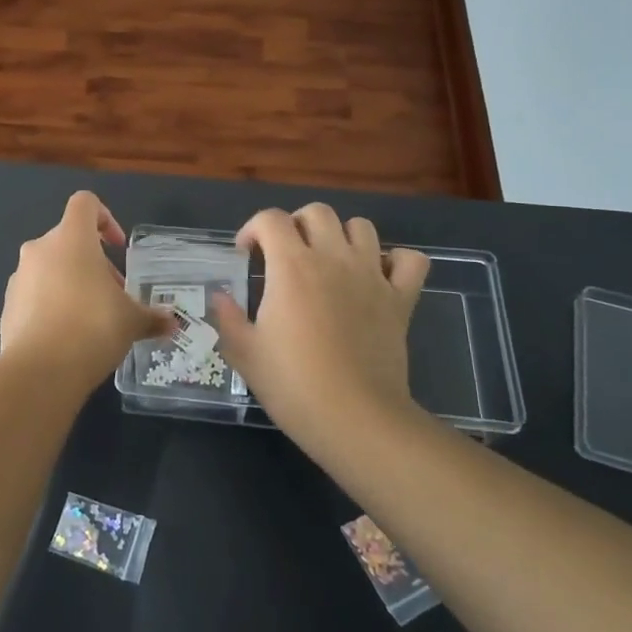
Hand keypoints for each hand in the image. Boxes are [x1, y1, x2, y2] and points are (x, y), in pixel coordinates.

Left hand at [0, 192, 172, 390]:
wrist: (40, 371)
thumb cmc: (92, 327)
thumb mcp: (132, 321)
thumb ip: (152, 316)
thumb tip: (171, 322)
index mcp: (71, 238)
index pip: (85, 203)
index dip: (105, 218)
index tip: (118, 248)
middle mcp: (39, 250)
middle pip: (68, 240)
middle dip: (92, 263)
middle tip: (113, 295)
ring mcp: (18, 277)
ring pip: (49, 268)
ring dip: (71, 284)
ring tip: (91, 319)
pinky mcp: (7, 306)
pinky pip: (33, 295)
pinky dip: (51, 306)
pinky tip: (67, 337)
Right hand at [212, 204, 430, 460]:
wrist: (355, 418)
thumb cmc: (292, 384)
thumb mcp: (244, 352)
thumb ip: (227, 317)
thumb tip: (220, 296)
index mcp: (291, 266)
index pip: (270, 219)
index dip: (253, 229)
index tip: (246, 255)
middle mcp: (333, 258)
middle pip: (317, 212)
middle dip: (296, 225)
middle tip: (286, 254)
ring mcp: (372, 276)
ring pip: (362, 227)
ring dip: (342, 236)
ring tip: (330, 261)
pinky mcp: (401, 299)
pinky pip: (410, 260)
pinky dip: (396, 261)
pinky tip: (379, 277)